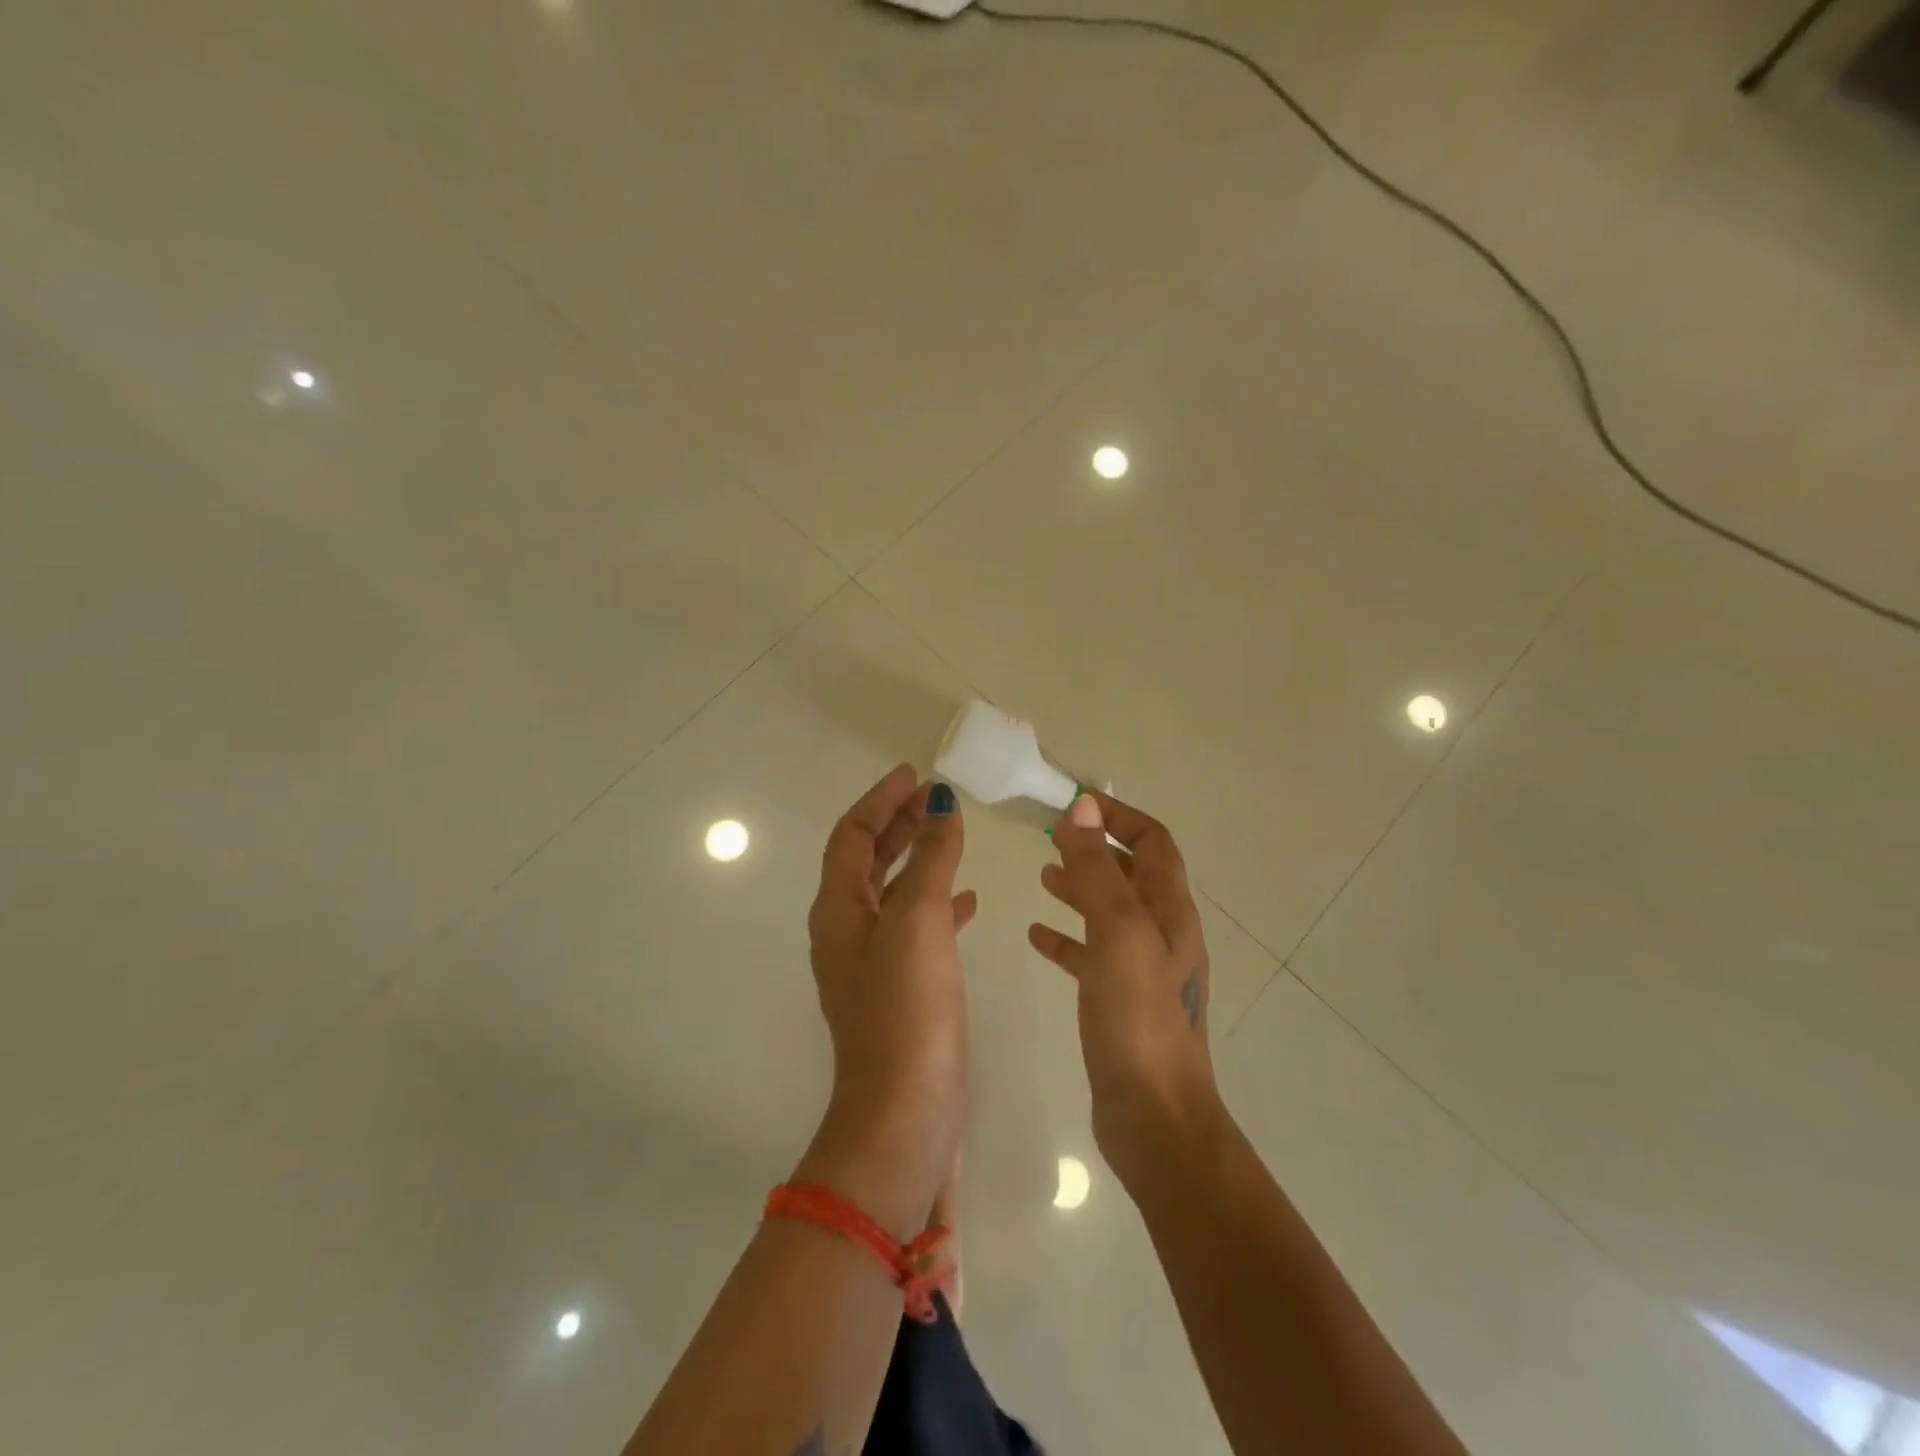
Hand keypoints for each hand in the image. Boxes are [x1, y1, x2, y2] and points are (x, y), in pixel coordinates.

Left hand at [799, 765, 974, 1234]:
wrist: (905, 1115)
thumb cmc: (907, 1009)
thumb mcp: (917, 920)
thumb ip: (929, 857)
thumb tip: (938, 800)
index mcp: (838, 910)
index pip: (853, 836)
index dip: (881, 800)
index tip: (914, 774)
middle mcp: (846, 932)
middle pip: (868, 860)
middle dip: (899, 823)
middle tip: (934, 798)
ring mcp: (873, 964)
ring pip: (894, 892)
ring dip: (918, 859)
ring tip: (952, 836)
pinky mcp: (900, 990)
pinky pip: (916, 928)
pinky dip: (937, 904)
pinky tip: (968, 901)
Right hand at [1029, 791, 1221, 1185]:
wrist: (1154, 1118)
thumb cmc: (1137, 1018)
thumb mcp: (1116, 932)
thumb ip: (1097, 870)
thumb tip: (1083, 808)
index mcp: (1170, 911)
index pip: (1153, 842)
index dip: (1118, 817)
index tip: (1073, 805)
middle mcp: (1162, 934)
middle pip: (1131, 874)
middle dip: (1095, 848)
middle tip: (1049, 837)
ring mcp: (1143, 971)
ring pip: (1109, 912)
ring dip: (1080, 887)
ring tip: (1042, 875)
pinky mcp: (1120, 1002)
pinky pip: (1091, 954)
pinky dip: (1066, 937)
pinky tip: (1036, 936)